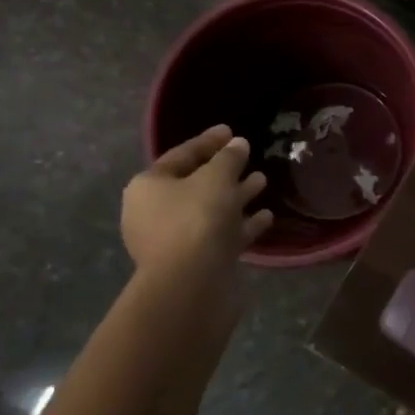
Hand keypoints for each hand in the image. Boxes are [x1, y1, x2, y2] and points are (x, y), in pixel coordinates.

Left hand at [122, 126, 272, 277]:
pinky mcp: (195, 263)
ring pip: (210, 211)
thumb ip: (228, 158)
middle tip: (249, 157)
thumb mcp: (216, 178)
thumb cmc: (197, 218)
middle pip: (195, 185)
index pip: (180, 156)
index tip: (231, 131)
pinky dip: (241, 225)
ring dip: (236, 197)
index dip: (208, 142)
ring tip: (263, 182)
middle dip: (225, 171)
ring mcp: (174, 241)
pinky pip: (220, 236)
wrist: (190, 283)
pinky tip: (266, 217)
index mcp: (149, 187)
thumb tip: (238, 144)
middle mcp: (154, 212)